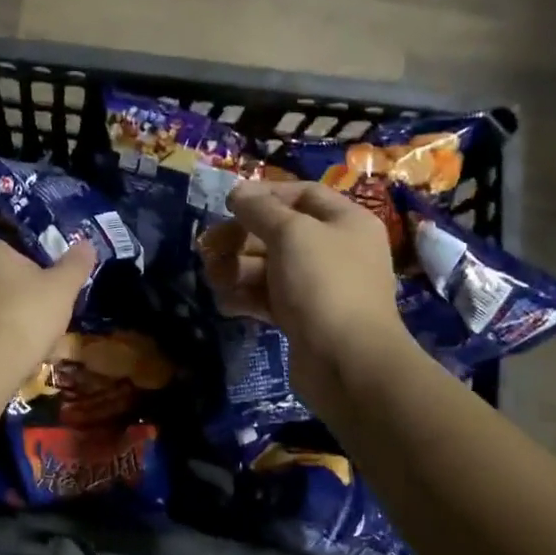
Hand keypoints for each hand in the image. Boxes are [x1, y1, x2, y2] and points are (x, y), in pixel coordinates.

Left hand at [0, 239, 92, 384]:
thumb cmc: (26, 315)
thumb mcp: (63, 288)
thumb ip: (76, 264)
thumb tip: (87, 243)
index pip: (17, 255)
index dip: (38, 276)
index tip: (52, 298)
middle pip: (1, 283)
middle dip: (22, 302)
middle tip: (44, 326)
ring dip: (6, 324)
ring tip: (29, 350)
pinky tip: (7, 362)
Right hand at [200, 182, 405, 416]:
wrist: (348, 362)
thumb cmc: (323, 284)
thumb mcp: (291, 234)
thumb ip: (260, 210)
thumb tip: (238, 192)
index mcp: (346, 222)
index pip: (302, 194)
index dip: (265, 195)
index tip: (229, 204)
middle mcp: (336, 250)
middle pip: (280, 232)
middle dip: (241, 239)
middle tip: (207, 247)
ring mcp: (319, 287)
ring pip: (270, 268)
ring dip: (237, 269)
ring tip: (213, 278)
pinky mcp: (303, 319)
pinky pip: (269, 298)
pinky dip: (246, 298)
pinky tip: (226, 303)